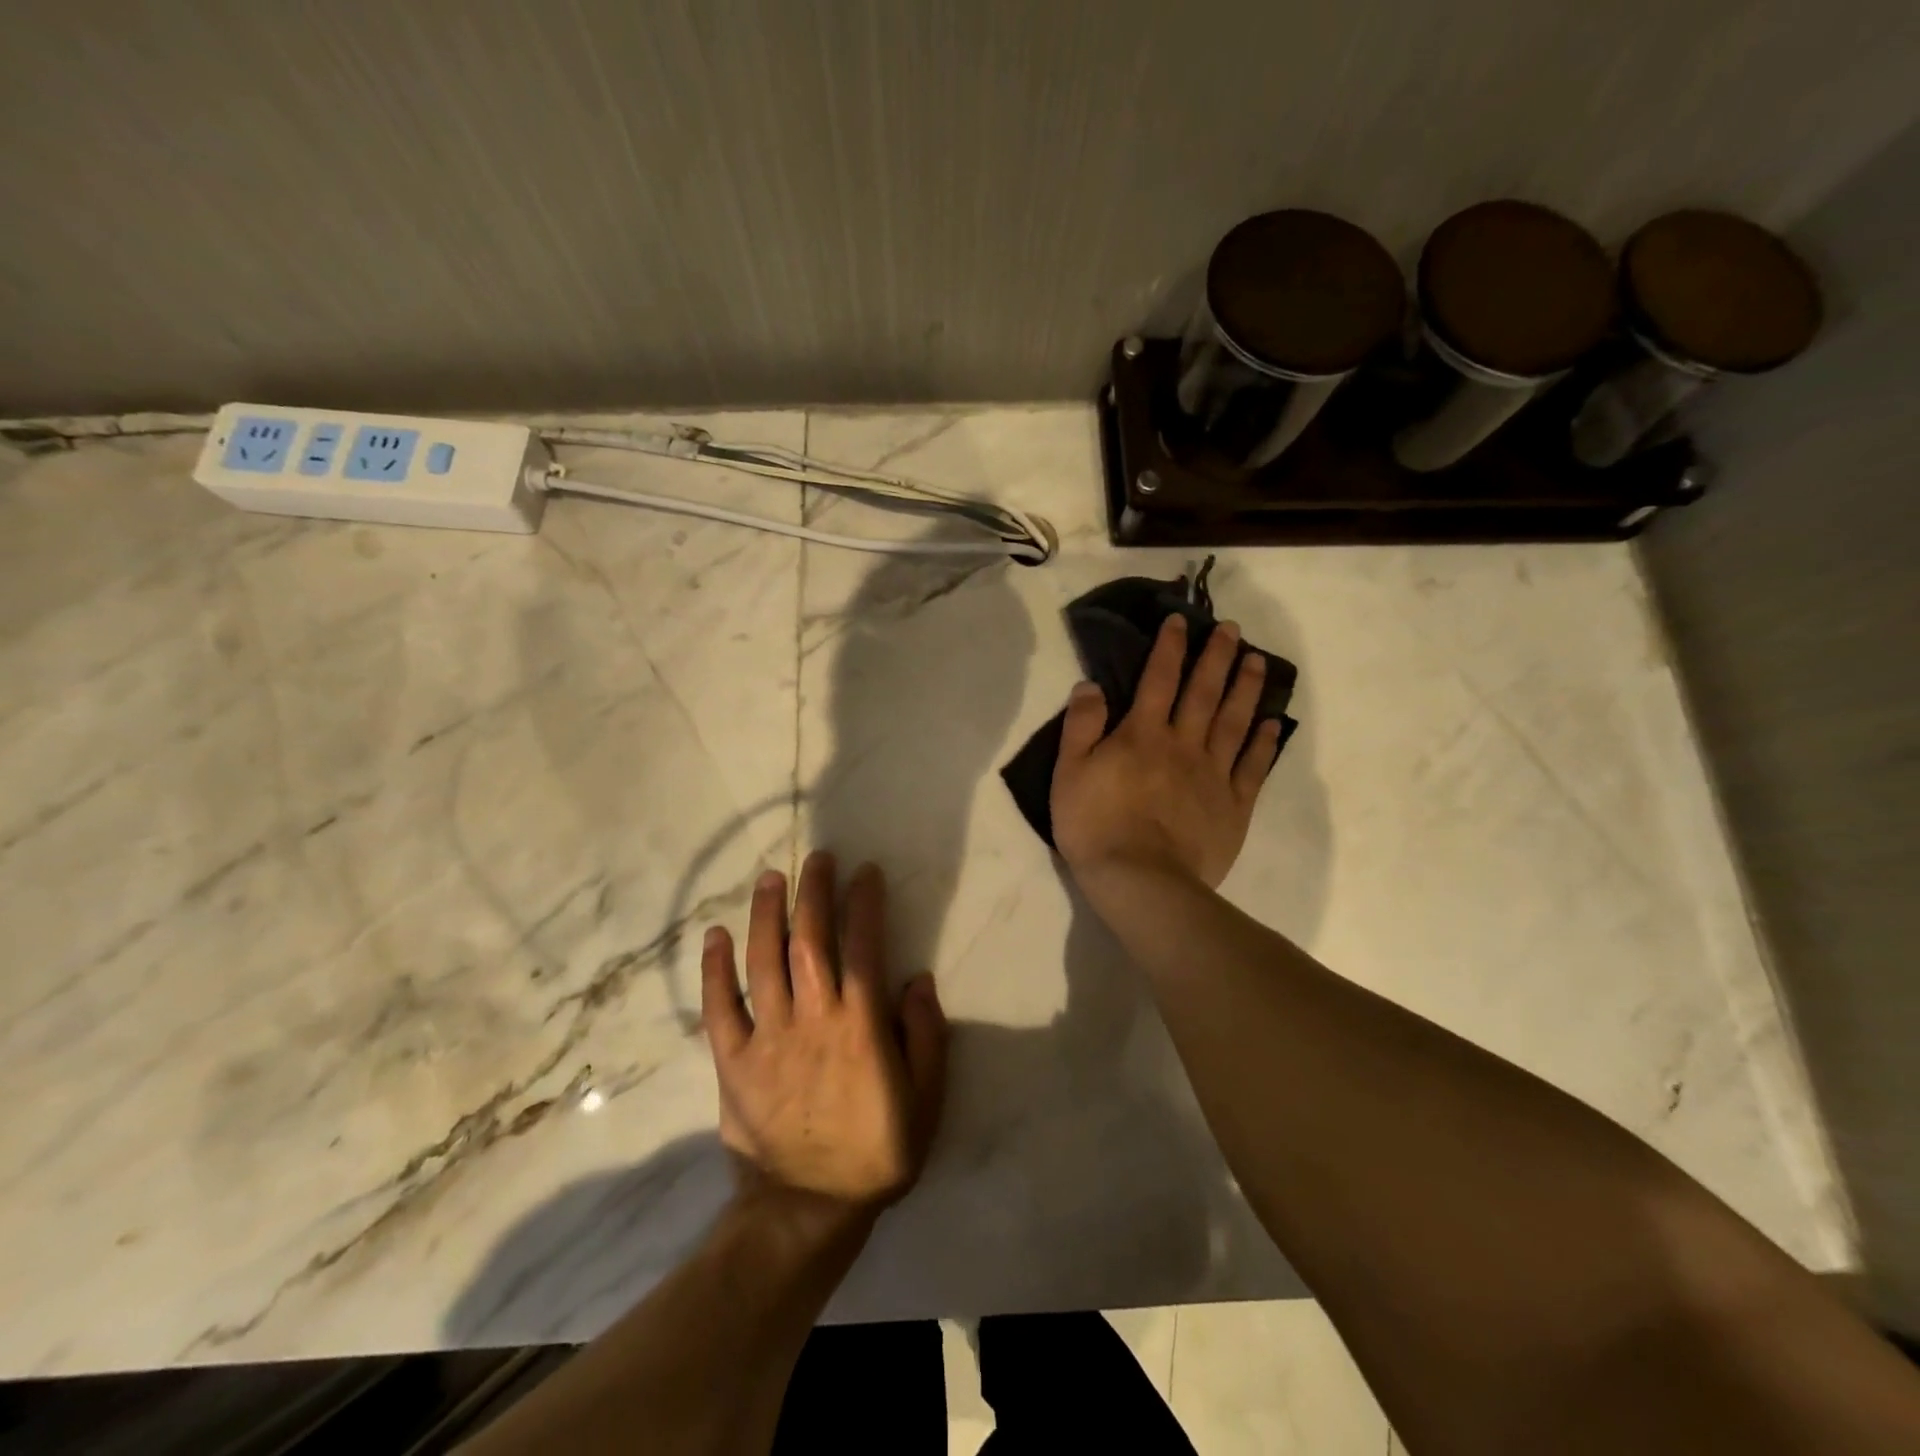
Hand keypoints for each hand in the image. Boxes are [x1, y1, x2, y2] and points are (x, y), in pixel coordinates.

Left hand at [701, 852, 948, 1221]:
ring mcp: (767, 1038)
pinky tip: (715, 936)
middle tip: (817, 858)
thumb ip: (927, 1037)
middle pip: (809, 940)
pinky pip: (719, 1008)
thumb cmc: (875, 1151)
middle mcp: (812, 1018)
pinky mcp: (733, 1061)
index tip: (866, 872)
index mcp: (860, 1026)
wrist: (807, 1210)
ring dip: (766, 915)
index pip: (863, 946)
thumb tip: (917, 980)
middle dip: (814, 893)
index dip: (865, 904)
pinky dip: (715, 970)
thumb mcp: (926, 1101)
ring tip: (770, 878)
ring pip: (763, 962)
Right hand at [1051, 614, 1282, 889]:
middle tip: (1233, 629)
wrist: (1140, 880)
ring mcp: (1213, 774)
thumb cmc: (1096, 826)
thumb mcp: (1069, 772)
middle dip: (1217, 657)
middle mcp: (1184, 744)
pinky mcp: (1234, 806)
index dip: (1170, 647)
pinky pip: (1253, 767)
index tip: (1181, 621)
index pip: (1158, 679)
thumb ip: (1081, 725)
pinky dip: (1264, 742)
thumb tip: (1091, 684)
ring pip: (1235, 721)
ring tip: (1258, 661)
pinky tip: (1272, 723)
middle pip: (1204, 692)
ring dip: (1247, 688)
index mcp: (1143, 734)